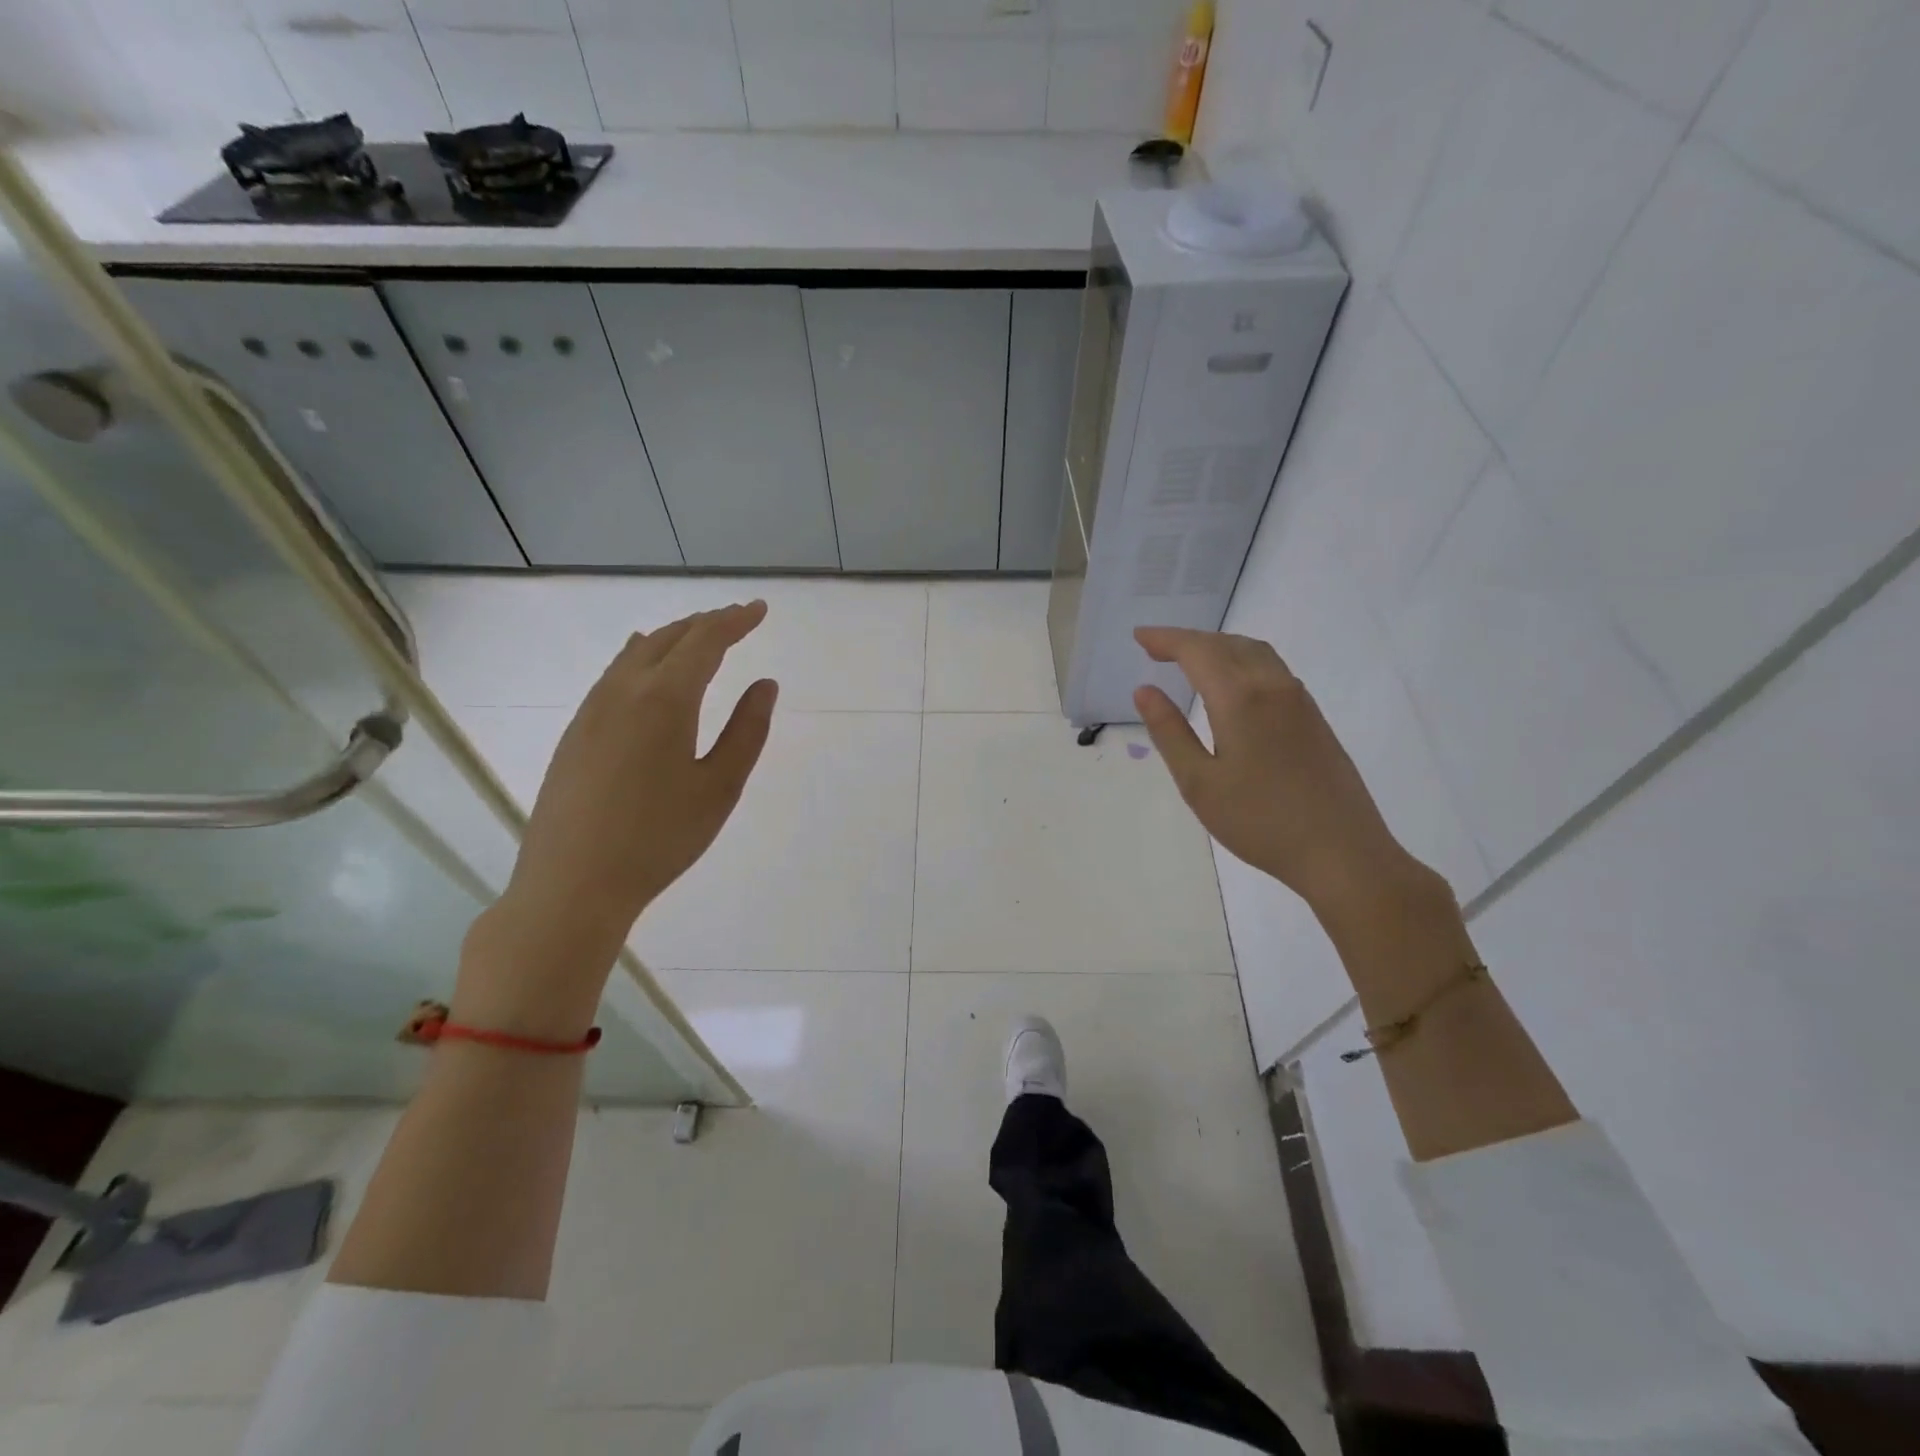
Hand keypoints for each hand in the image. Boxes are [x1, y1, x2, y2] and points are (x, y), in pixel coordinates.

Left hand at [457, 603, 776, 1033]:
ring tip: (698, 637)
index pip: (705, 641)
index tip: (760, 610)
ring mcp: (592, 709)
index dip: (735, 621)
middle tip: (738, 620)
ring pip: (636, 653)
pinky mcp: (575, 732)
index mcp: (665, 699)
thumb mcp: (719, 787)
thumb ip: (747, 731)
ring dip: (672, 637)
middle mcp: (623, 690)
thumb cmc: (659, 839)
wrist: (572, 884)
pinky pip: (614, 674)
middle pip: (668, 638)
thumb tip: (766, 685)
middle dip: (706, 623)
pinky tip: (644, 665)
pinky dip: (642, 657)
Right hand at [1132, 626, 1428, 917]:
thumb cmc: (1259, 821)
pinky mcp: (1313, 717)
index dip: (1165, 639)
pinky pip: (1272, 669)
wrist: (1341, 852)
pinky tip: (1231, 685)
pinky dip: (1241, 661)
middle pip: (1226, 644)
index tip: (1139, 636)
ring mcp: (1299, 700)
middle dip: (1188, 640)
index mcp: (1240, 698)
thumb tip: (1145, 690)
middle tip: (1155, 648)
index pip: (1197, 651)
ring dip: (1218, 647)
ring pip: (1254, 652)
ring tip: (1189, 660)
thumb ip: (1170, 732)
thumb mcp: (1198, 782)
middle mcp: (1273, 686)